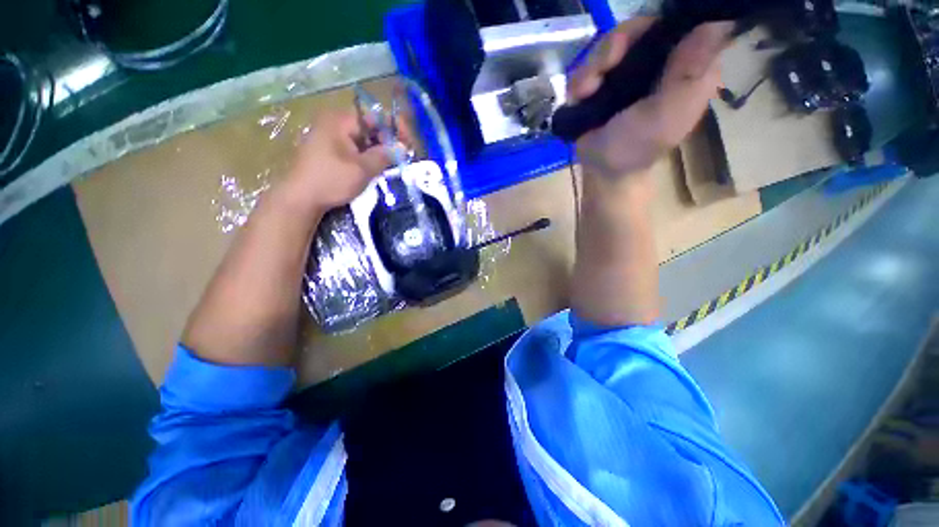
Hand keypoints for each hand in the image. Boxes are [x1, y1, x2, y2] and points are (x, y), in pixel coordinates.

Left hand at [282, 111, 391, 213]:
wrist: (300, 198)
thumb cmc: (331, 180)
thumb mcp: (362, 169)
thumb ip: (384, 156)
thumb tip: (402, 148)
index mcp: (341, 121)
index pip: (376, 117)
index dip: (395, 129)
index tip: (408, 145)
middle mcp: (335, 123)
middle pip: (369, 127)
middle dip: (388, 141)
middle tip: (401, 158)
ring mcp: (330, 137)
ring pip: (363, 139)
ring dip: (378, 151)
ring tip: (391, 166)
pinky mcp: (329, 150)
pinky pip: (354, 148)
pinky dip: (367, 156)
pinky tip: (375, 169)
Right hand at [569, 18, 733, 178]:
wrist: (601, 170)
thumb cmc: (636, 149)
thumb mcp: (667, 116)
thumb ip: (688, 77)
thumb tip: (716, 24)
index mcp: (688, 65)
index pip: (678, 23)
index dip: (654, 26)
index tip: (631, 46)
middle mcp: (661, 60)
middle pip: (639, 28)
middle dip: (615, 46)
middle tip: (602, 70)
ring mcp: (630, 69)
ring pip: (610, 42)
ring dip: (592, 67)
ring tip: (587, 92)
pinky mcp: (605, 80)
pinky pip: (590, 63)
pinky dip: (581, 79)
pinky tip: (581, 96)